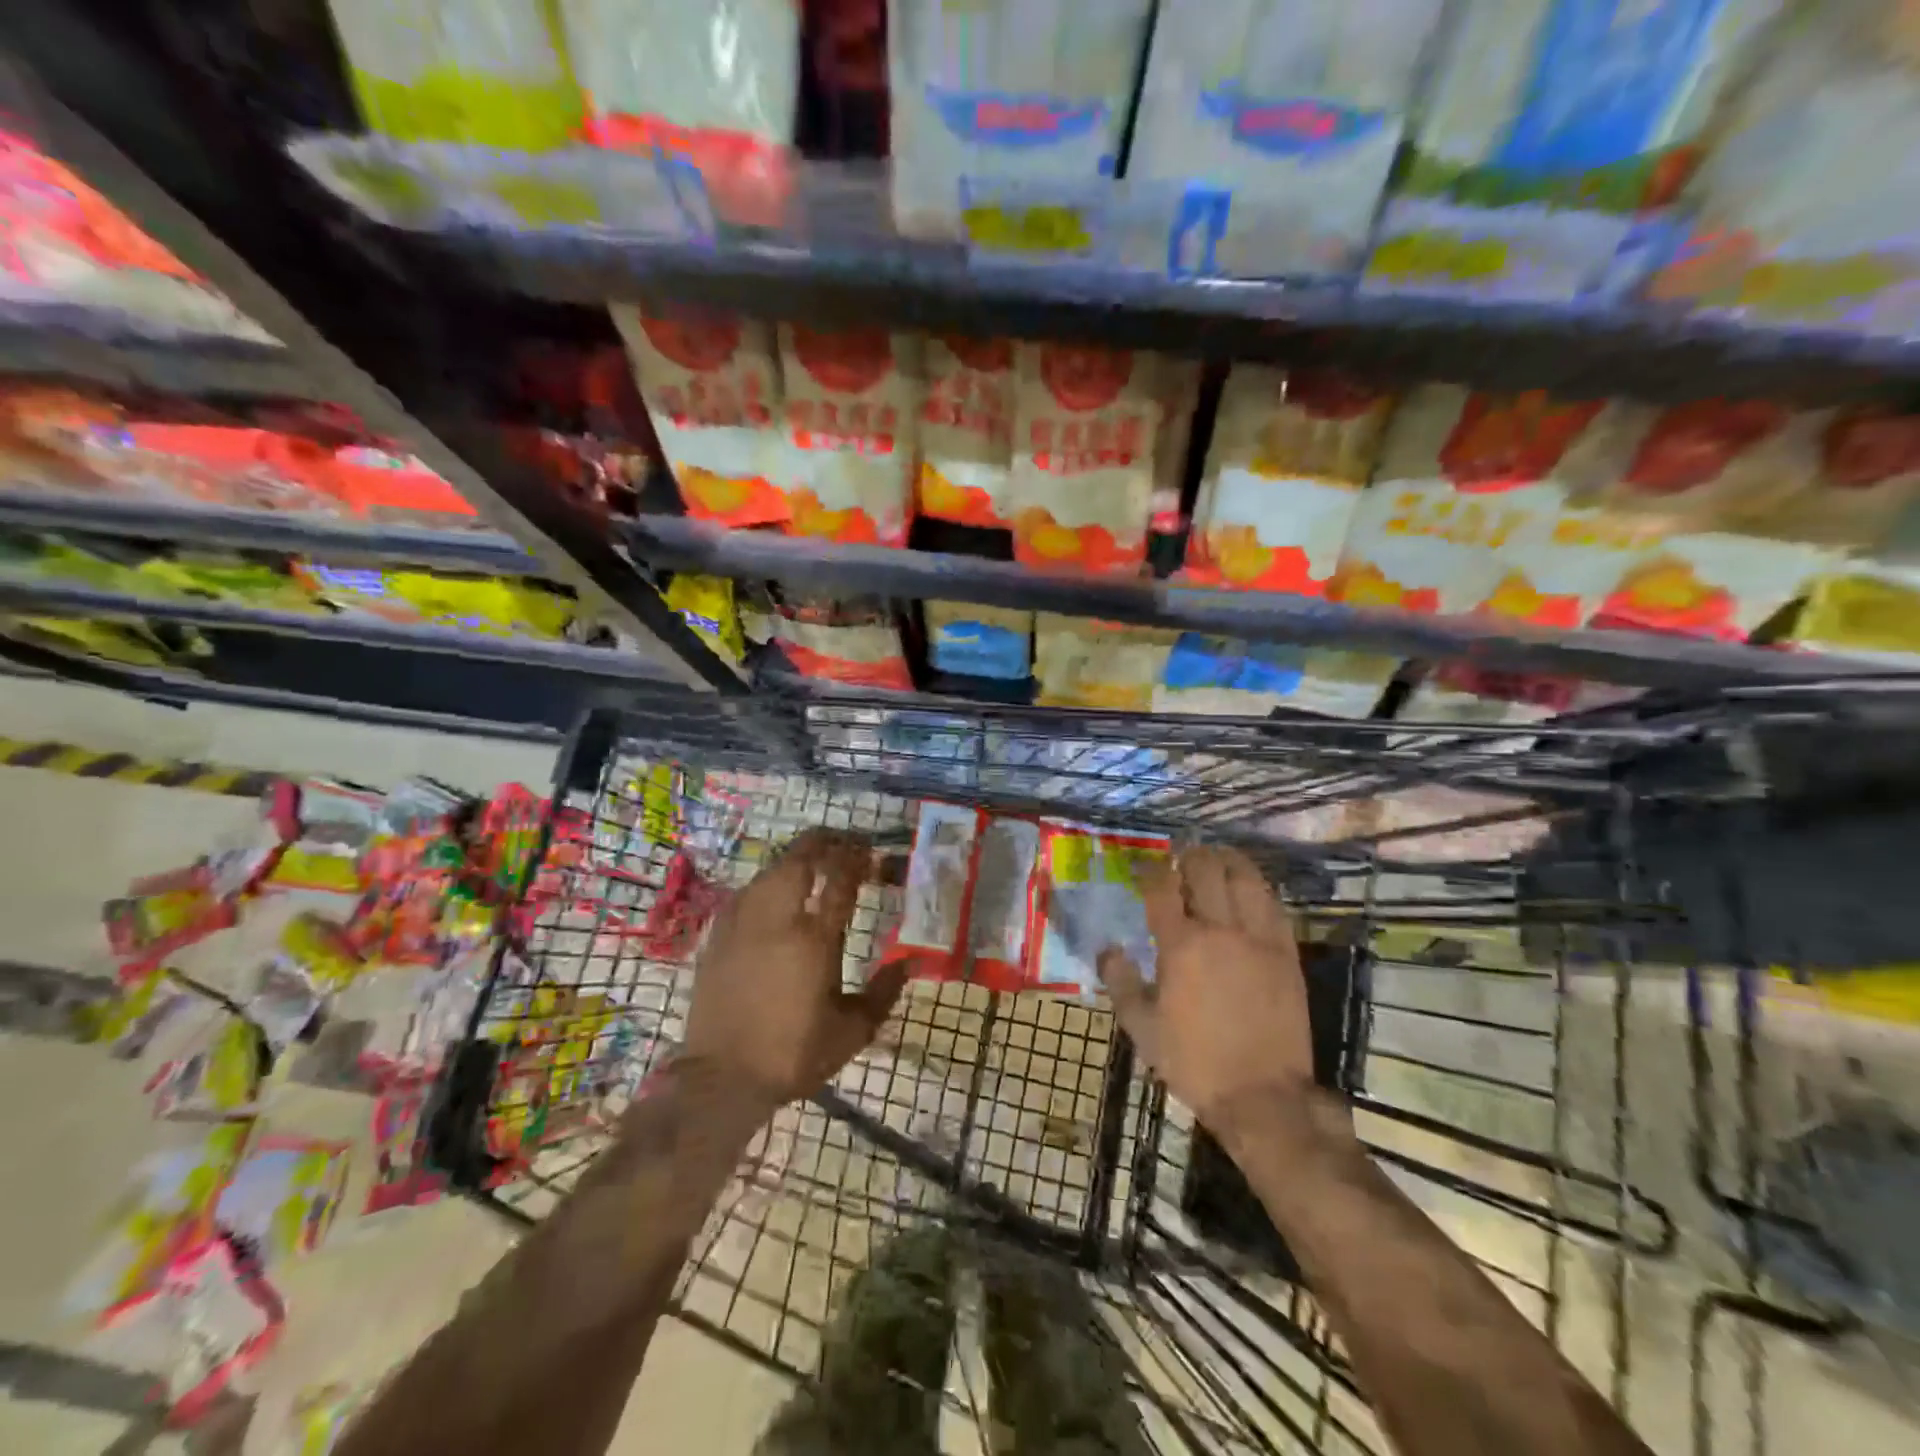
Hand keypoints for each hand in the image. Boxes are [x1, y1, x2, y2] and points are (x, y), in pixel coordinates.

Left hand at [684, 829, 906, 1108]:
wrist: (721, 1079)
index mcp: (815, 939)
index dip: (857, 858)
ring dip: (794, 859)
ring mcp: (743, 925)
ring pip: (769, 871)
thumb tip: (909, 962)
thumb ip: (884, 993)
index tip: (870, 851)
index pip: (840, 880)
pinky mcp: (717, 937)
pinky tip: (771, 891)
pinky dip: (765, 882)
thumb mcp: (852, 1032)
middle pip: (800, 860)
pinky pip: (745, 893)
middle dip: (823, 842)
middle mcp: (778, 920)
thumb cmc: (793, 1055)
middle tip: (842, 842)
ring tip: (811, 861)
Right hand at [1098, 846, 1317, 1131]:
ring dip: (1227, 861)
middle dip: (1189, 856)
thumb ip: (1119, 982)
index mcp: (1181, 946)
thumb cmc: (1195, 1062)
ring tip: (1216, 858)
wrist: (1263, 1096)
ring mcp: (1259, 939)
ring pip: (1245, 878)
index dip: (1150, 871)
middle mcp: (1220, 930)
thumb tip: (1107, 949)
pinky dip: (1257, 887)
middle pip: (1206, 870)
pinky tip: (1248, 889)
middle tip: (1181, 859)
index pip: (1162, 889)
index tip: (1144, 869)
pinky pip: (1273, 905)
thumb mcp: (1142, 1028)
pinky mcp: (1287, 953)